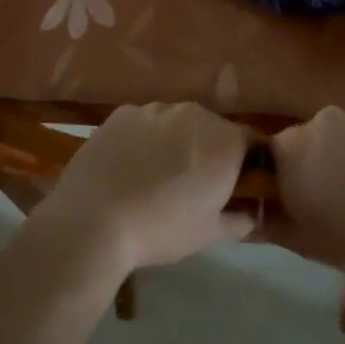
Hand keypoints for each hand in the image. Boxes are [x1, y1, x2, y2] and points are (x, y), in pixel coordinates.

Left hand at [37, 103, 252, 272]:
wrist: (93, 220)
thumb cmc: (161, 229)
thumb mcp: (209, 234)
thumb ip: (240, 219)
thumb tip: (251, 212)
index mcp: (225, 141)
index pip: (251, 142)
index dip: (246, 163)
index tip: (234, 185)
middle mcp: (194, 114)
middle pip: (213, 128)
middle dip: (209, 150)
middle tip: (194, 183)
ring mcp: (155, 109)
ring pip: (177, 122)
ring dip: (176, 141)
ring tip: (157, 174)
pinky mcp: (122, 113)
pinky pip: (144, 122)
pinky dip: (144, 137)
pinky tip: (129, 165)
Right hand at [265, 107, 344, 278]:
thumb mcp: (304, 243)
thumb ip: (270, 223)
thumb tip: (252, 214)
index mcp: (294, 146)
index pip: (276, 154)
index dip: (287, 176)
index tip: (301, 200)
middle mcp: (327, 120)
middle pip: (317, 140)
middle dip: (324, 164)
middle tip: (342, 202)